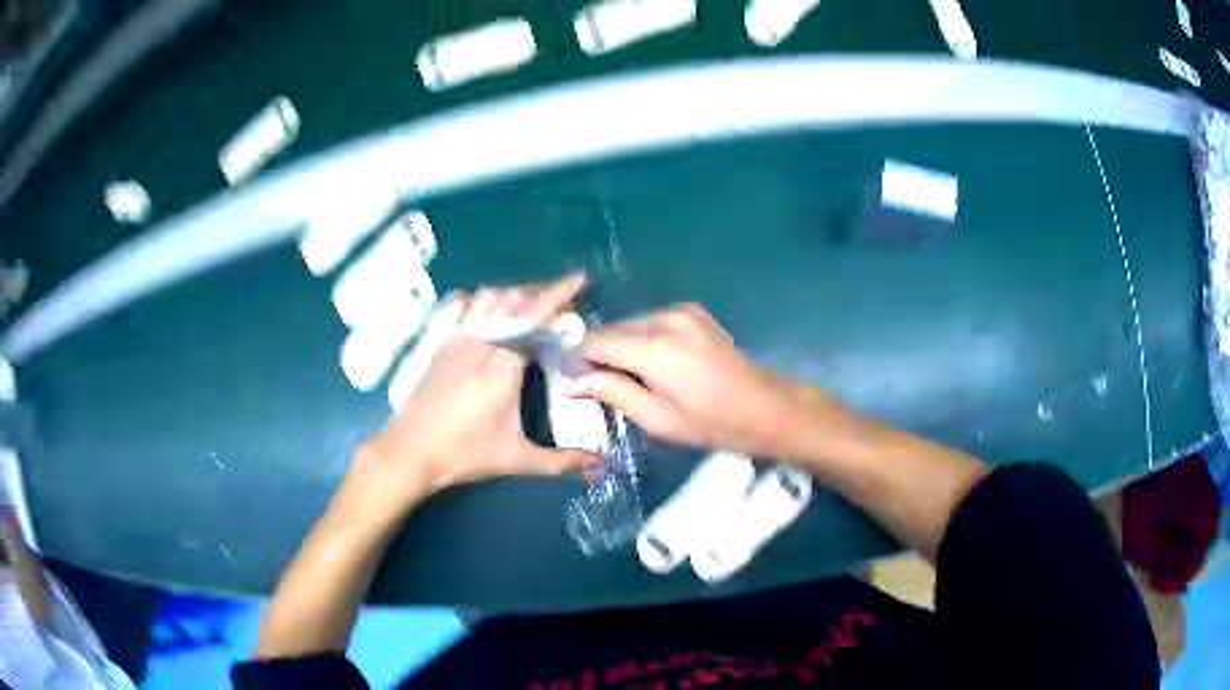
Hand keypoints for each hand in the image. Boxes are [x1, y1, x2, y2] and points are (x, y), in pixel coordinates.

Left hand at [344, 274, 597, 518]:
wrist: (410, 451)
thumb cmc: (463, 454)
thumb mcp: (515, 459)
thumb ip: (561, 462)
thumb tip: (601, 466)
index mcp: (503, 365)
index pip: (535, 317)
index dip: (559, 295)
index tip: (580, 279)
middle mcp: (481, 342)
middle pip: (515, 299)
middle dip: (543, 290)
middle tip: (565, 296)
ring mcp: (458, 339)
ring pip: (490, 297)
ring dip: (516, 292)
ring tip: (534, 300)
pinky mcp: (443, 343)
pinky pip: (467, 306)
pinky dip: (487, 298)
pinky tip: (493, 308)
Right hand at [569, 303, 807, 458]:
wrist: (763, 406)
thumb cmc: (710, 423)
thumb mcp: (657, 418)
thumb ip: (612, 392)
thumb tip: (571, 382)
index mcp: (655, 347)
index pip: (596, 341)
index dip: (579, 359)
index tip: (575, 380)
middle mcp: (664, 318)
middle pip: (612, 328)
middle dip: (600, 353)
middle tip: (598, 383)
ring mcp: (681, 310)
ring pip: (631, 323)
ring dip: (622, 345)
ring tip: (629, 375)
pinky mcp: (692, 310)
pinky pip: (652, 321)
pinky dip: (643, 338)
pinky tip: (653, 362)